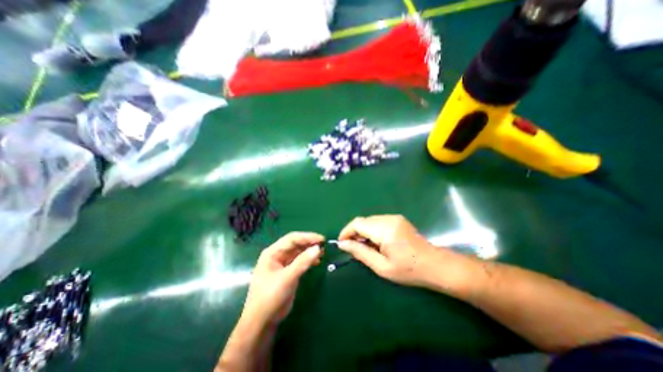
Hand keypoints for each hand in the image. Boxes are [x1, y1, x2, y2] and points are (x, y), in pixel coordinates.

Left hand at [243, 232, 325, 325]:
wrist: (262, 322)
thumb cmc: (270, 297)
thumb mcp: (287, 278)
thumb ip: (302, 262)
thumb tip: (318, 248)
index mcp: (272, 252)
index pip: (292, 239)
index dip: (307, 237)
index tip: (321, 239)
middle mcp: (277, 255)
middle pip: (295, 244)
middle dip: (309, 243)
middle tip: (324, 244)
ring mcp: (282, 263)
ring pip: (298, 252)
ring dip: (310, 251)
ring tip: (322, 252)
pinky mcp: (288, 272)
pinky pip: (299, 261)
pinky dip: (308, 260)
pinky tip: (317, 261)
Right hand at [338, 215, 442, 287]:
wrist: (435, 265)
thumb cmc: (408, 270)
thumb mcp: (381, 266)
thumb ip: (360, 252)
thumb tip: (343, 244)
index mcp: (384, 230)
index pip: (357, 223)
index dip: (346, 232)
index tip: (342, 244)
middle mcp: (388, 219)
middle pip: (363, 220)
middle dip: (354, 232)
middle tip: (353, 248)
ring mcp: (394, 217)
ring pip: (369, 220)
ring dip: (363, 231)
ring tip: (365, 247)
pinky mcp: (397, 219)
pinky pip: (377, 221)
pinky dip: (371, 230)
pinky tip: (376, 242)